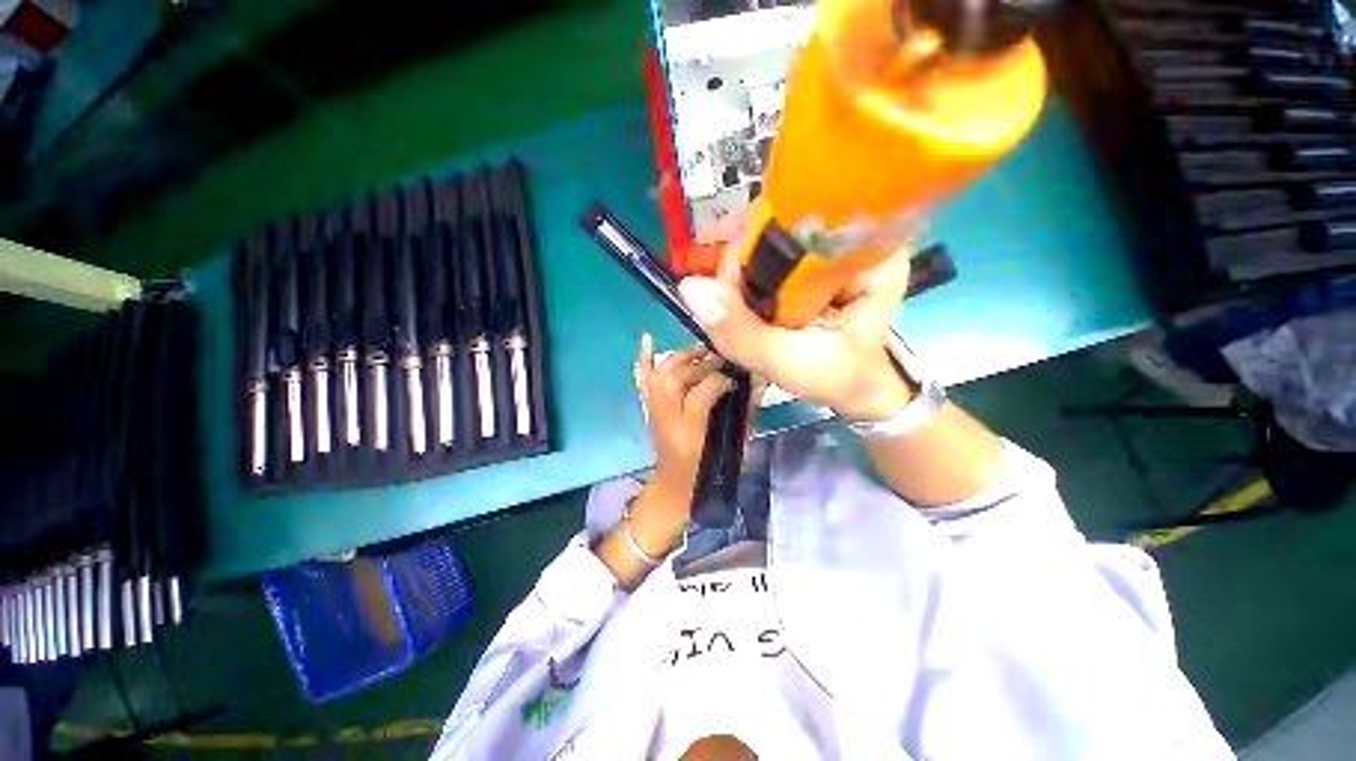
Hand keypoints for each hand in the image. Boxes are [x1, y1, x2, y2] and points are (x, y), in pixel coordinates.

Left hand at [635, 335, 734, 507]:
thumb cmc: (701, 460)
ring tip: (702, 350)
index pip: (706, 384)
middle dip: (704, 362)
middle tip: (722, 359)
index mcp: (684, 413)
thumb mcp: (720, 436)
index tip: (738, 375)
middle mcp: (665, 401)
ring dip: (684, 355)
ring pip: (668, 367)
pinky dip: (645, 356)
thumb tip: (745, 382)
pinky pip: (644, 374)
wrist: (676, 479)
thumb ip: (728, 405)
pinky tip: (648, 337)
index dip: (722, 377)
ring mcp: (654, 399)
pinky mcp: (650, 401)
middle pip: (685, 371)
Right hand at [677, 247, 914, 421]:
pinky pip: (768, 256)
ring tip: (746, 316)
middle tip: (738, 313)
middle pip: (776, 228)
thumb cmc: (837, 379)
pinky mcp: (814, 259)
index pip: (797, 224)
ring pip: (766, 241)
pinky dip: (748, 283)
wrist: (855, 386)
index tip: (732, 296)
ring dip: (741, 280)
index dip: (751, 253)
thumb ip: (742, 332)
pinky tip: (750, 307)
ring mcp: (830, 246)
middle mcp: (853, 237)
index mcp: (868, 256)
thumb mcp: (790, 363)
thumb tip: (688, 287)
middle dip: (743, 272)